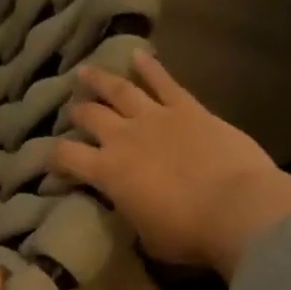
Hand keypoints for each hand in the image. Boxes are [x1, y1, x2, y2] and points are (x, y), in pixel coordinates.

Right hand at [50, 50, 290, 276]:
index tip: (53, 162)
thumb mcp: (145, 235)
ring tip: (85, 72)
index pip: (66, 157)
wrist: (236, 208)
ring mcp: (155, 117)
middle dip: (78, 114)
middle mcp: (122, 138)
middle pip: (89, 116)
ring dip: (99, 80)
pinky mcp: (188, 108)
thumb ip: (130, 213)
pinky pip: (164, 81)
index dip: (54, 158)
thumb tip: (130, 207)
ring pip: (118, 90)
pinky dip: (149, 66)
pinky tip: (137, 54)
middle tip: (73, 112)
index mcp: (106, 172)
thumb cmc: (186, 232)